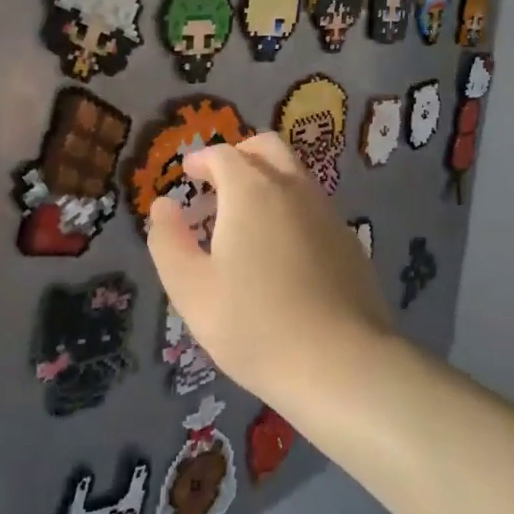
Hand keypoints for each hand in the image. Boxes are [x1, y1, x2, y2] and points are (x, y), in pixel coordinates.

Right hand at [146, 133, 392, 399]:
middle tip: (217, 183)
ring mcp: (328, 213)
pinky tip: (281, 250)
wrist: (342, 365)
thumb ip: (168, 241)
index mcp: (252, 191)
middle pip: (267, 148)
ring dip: (266, 181)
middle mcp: (294, 189)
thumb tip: (163, 205)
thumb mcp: (191, 289)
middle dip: (239, 155)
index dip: (201, 160)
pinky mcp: (349, 241)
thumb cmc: (254, 325)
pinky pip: (313, 206)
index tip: (187, 174)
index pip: (223, 155)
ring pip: (294, 175)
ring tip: (244, 220)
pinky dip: (290, 208)